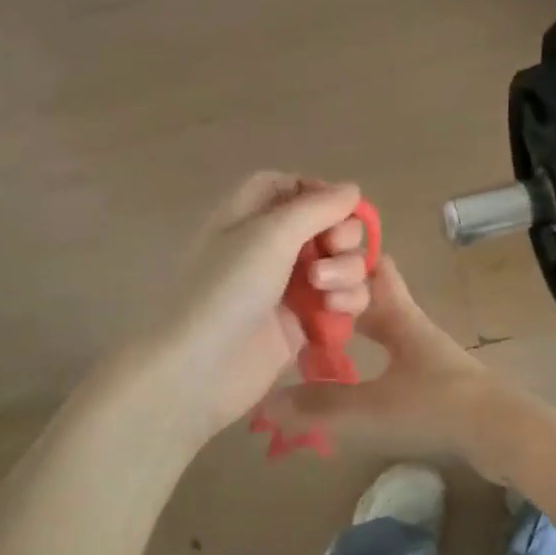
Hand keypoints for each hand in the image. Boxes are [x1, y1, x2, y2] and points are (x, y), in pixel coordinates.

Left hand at [148, 173, 373, 442]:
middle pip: (326, 225)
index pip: (290, 187)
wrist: (203, 368)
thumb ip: (317, 207)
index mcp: (250, 216)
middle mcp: (271, 247)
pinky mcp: (304, 322)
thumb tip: (352, 189)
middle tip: (332, 249)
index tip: (341, 206)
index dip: (319, 192)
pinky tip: (334, 312)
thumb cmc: (228, 289)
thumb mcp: (270, 235)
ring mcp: (289, 286)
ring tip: (325, 291)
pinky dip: (347, 301)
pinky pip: (341, 300)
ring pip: (341, 264)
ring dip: (346, 271)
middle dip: (342, 235)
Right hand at [258, 255, 498, 465]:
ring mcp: (429, 355)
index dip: (344, 262)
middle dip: (344, 295)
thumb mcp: (372, 407)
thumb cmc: (436, 408)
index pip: (374, 270)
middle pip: (379, 296)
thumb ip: (320, 406)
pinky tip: (354, 378)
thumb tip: (267, 403)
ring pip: (388, 327)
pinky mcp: (438, 382)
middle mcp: (414, 328)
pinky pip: (397, 357)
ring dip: (358, 328)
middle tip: (306, 306)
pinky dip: (373, 357)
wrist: (503, 434)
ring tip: (320, 341)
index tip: (308, 270)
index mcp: (400, 318)